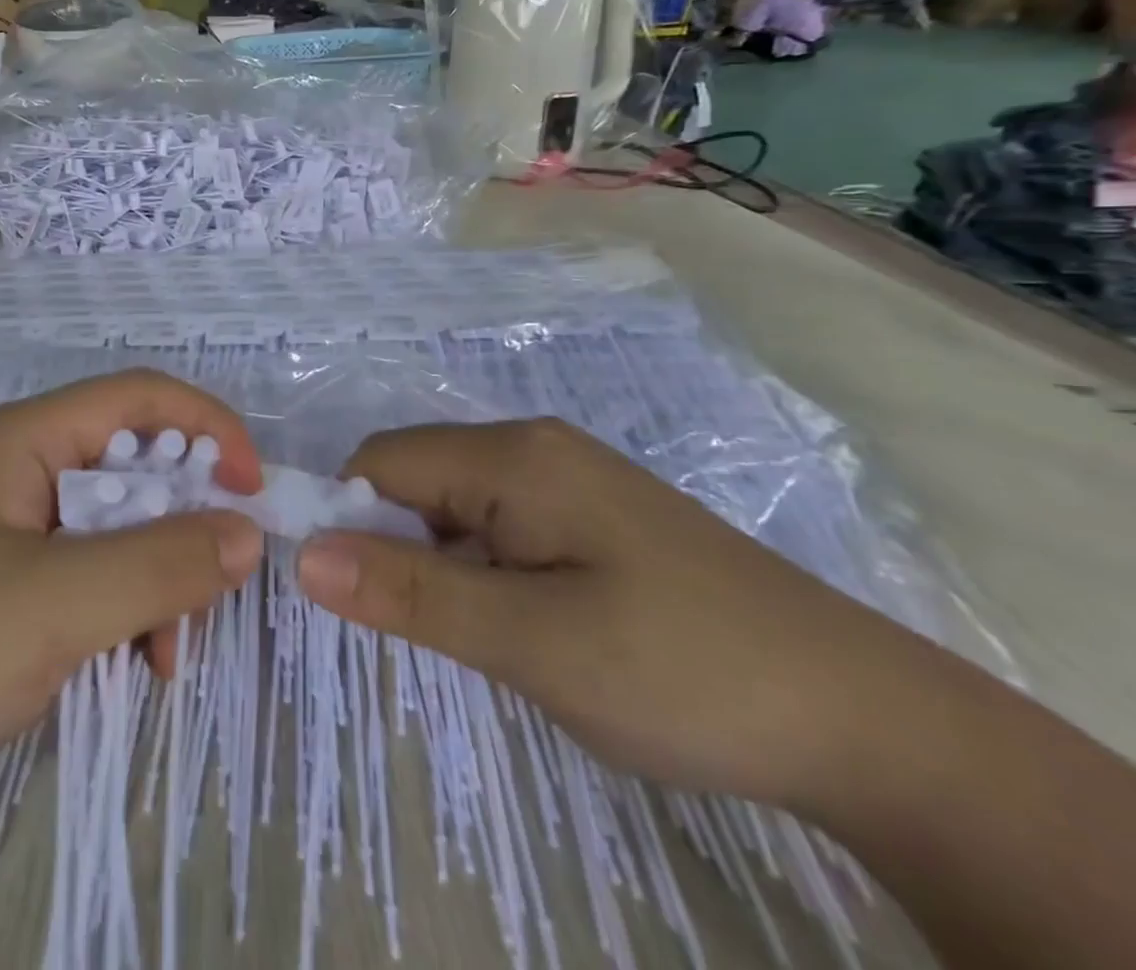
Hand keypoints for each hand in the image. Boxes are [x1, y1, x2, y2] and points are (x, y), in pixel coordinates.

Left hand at [0, 369, 264, 830]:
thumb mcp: (59, 603)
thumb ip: (161, 563)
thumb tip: (248, 534)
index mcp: (29, 438)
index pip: (141, 397)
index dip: (208, 427)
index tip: (253, 491)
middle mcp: (27, 467)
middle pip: (137, 462)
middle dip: (186, 518)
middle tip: (215, 583)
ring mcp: (18, 526)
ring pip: (123, 524)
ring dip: (160, 576)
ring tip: (165, 652)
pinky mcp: (13, 581)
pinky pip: (95, 572)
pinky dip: (129, 609)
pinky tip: (136, 663)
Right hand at [294, 419, 929, 809]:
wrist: (868, 721)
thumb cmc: (683, 670)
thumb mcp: (531, 642)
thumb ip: (411, 593)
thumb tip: (303, 556)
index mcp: (513, 456)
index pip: (382, 462)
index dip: (348, 519)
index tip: (351, 598)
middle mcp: (534, 448)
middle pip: (418, 479)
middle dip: (400, 547)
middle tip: (437, 632)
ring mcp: (569, 480)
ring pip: (458, 509)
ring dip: (445, 567)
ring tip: (493, 639)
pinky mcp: (593, 518)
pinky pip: (502, 528)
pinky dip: (486, 573)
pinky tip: (532, 627)